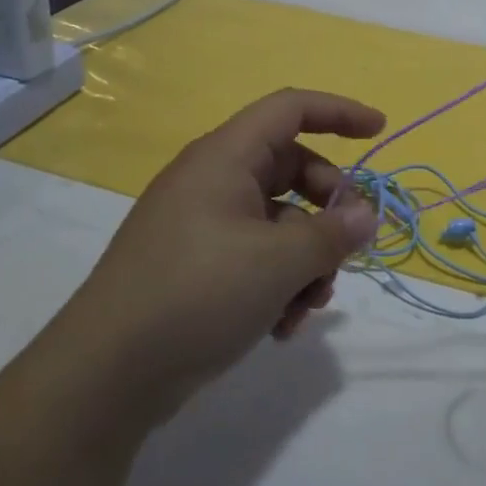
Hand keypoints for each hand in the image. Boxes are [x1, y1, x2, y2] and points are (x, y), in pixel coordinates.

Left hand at [67, 88, 382, 414]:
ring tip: (310, 304)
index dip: (339, 112)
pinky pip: (255, 256)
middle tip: (349, 244)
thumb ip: (332, 233)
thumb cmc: (197, 294)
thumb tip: (367, 215)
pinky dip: (279, 282)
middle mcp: (213, 182)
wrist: (105, 376)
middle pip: (291, 169)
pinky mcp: (196, 266)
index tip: (380, 131)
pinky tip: (282, 326)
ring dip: (307, 258)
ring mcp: (202, 226)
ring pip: (279, 222)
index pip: (290, 109)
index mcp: (225, 158)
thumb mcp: (279, 262)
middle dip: (328, 208)